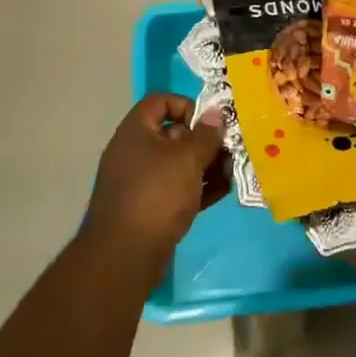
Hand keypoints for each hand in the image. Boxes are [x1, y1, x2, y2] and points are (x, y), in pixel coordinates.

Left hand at [85, 94, 227, 270]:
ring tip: (230, 173)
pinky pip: (175, 189)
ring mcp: (139, 181)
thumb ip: (206, 135)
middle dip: (204, 141)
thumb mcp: (188, 159)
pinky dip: (197, 188)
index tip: (208, 124)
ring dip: (205, 166)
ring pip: (177, 164)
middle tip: (229, 151)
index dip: (186, 105)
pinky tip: (221, 192)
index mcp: (136, 131)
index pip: (160, 101)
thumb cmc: (157, 195)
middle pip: (173, 134)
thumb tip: (217, 113)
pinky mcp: (147, 208)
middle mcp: (134, 152)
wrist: (124, 256)